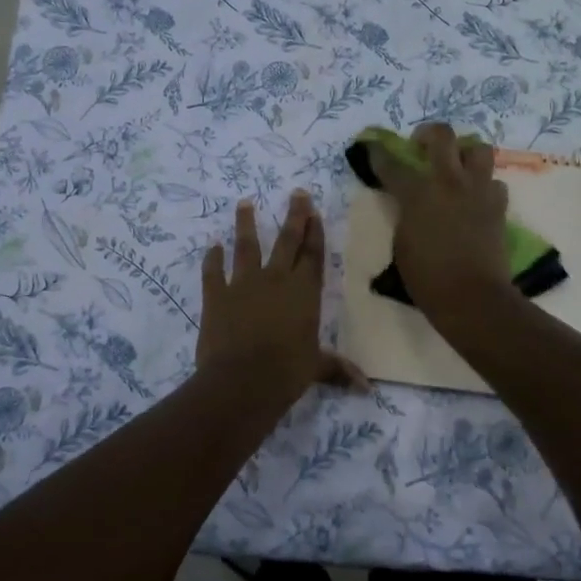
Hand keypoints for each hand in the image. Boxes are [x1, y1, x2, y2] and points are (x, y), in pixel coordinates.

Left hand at [197, 191, 366, 396]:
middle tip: (296, 193)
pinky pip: (213, 271)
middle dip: (294, 215)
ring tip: (244, 202)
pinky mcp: (216, 295)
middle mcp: (276, 279)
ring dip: (245, 223)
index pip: (312, 255)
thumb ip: (338, 369)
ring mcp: (243, 284)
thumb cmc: (286, 372)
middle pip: (287, 240)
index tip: (314, 210)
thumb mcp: (316, 368)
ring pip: (246, 246)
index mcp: (304, 292)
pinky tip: (212, 246)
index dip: (315, 232)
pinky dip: (212, 258)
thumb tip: (368, 387)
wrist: (241, 381)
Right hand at [366, 122, 518, 322]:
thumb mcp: (402, 243)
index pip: (392, 164)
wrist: (472, 297)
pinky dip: (484, 185)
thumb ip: (405, 214)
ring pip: (479, 149)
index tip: (373, 148)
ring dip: (465, 153)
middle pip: (442, 135)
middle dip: (428, 134)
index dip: (378, 154)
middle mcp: (449, 182)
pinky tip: (475, 198)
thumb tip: (410, 203)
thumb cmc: (427, 277)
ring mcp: (478, 191)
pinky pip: (494, 183)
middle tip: (421, 145)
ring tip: (456, 166)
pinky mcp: (498, 206)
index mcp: (418, 193)